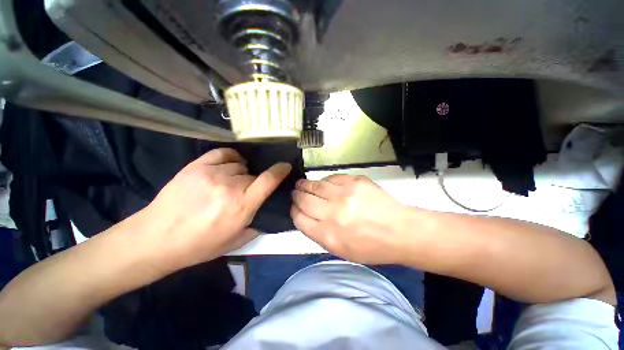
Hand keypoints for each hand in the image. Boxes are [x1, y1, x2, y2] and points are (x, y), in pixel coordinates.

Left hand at [141, 148, 290, 269]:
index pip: (269, 180)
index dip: (280, 170)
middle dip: (253, 183)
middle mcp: (230, 186)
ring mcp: (212, 173)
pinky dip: (231, 158)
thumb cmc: (200, 245)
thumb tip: (269, 209)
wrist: (156, 238)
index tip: (286, 166)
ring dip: (240, 174)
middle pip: (253, 174)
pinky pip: (224, 153)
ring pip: (239, 165)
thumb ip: (258, 223)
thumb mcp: (236, 241)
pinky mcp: (196, 166)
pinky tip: (228, 166)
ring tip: (230, 183)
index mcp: (242, 205)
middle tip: (243, 194)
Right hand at [291, 175, 410, 264]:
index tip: (294, 207)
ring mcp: (344, 194)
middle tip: (296, 193)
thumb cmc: (370, 247)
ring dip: (305, 184)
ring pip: (314, 184)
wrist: (400, 231)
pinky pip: (331, 178)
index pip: (299, 218)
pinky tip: (324, 184)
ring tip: (303, 184)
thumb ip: (318, 233)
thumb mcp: (340, 250)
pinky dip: (324, 181)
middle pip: (303, 199)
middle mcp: (333, 212)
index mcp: (328, 234)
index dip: (293, 211)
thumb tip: (304, 216)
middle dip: (296, 195)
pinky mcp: (355, 181)